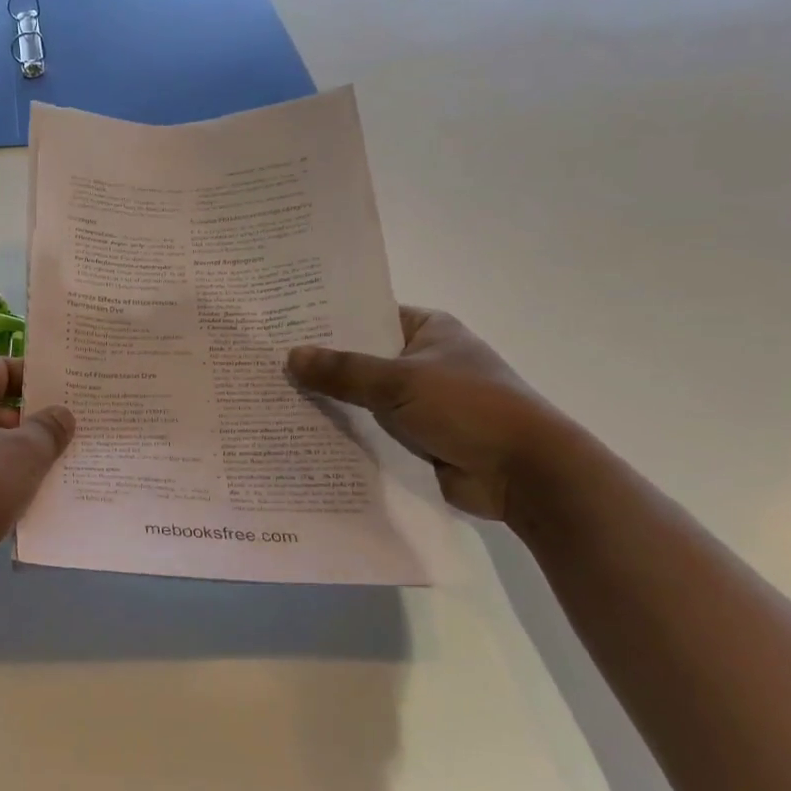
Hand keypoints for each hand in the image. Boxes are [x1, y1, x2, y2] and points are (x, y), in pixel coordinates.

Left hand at [0, 359, 74, 608]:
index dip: (39, 374)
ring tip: (83, 461)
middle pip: (3, 411)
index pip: (1, 369)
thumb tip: (63, 414)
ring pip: (0, 452)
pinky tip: (58, 499)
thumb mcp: (21, 452)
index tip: (77, 382)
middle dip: (44, 422)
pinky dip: (19, 490)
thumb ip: (48, 429)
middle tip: (91, 424)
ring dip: (35, 460)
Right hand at [287, 306, 571, 520]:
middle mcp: (420, 360)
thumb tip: (291, 355)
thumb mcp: (401, 381)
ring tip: (271, 399)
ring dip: (328, 402)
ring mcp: (418, 402)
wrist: (526, 474)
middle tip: (265, 364)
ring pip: (361, 397)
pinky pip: (369, 430)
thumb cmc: (469, 408)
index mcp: (426, 329)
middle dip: (319, 365)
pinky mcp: (414, 438)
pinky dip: (343, 433)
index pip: (365, 315)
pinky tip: (299, 434)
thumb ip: (344, 370)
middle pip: (359, 358)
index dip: (325, 320)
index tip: (279, 325)